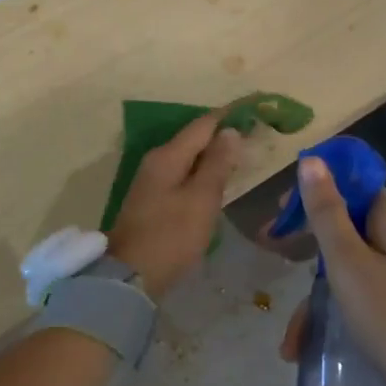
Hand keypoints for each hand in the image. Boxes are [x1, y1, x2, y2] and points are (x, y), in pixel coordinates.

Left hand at [108, 111, 246, 298]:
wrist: (131, 275)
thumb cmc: (171, 235)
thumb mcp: (201, 199)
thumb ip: (217, 164)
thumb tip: (230, 131)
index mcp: (167, 156)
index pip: (202, 125)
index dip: (228, 116)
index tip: (254, 110)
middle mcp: (156, 162)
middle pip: (193, 140)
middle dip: (221, 136)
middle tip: (254, 136)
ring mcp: (151, 182)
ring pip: (187, 159)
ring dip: (212, 156)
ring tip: (241, 157)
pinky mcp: (151, 202)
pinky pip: (181, 177)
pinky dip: (201, 175)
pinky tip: (215, 183)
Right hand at [273, 155, 385, 385]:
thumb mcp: (348, 262)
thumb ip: (326, 212)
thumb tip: (312, 159)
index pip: (352, 185)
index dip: (314, 190)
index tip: (280, 209)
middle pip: (344, 224)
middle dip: (304, 240)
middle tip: (270, 248)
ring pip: (345, 266)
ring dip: (312, 295)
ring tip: (289, 335)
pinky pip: (356, 294)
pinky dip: (331, 312)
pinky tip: (304, 346)